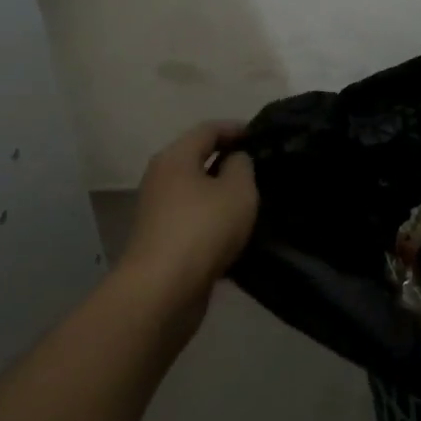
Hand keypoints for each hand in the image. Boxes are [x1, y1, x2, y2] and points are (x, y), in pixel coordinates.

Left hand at [119, 121, 257, 302]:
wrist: (162, 292)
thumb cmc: (203, 229)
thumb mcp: (237, 189)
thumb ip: (242, 166)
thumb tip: (235, 160)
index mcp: (175, 158)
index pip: (208, 129)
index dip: (236, 129)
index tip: (263, 136)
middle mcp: (161, 179)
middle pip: (198, 159)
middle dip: (229, 161)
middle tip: (262, 168)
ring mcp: (158, 212)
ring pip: (196, 192)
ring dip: (222, 193)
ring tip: (254, 200)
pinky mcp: (162, 241)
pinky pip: (193, 219)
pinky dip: (214, 220)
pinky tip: (236, 232)